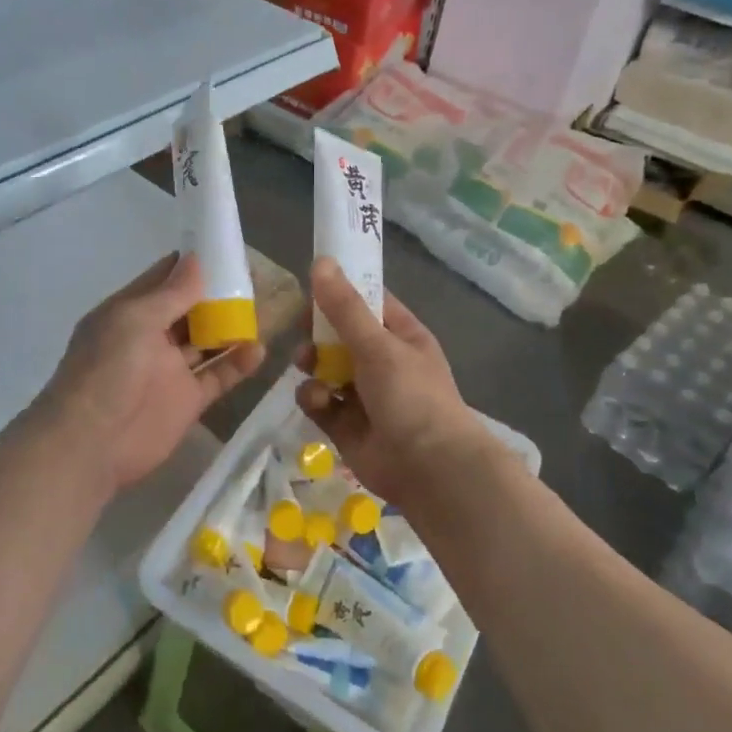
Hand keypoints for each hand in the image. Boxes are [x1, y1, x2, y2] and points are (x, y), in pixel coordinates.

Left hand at [35, 253, 265, 493]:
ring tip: (267, 310)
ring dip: (232, 327)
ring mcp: (170, 370)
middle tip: (257, 279)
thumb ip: (170, 294)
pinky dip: (238, 364)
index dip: (193, 265)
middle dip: (219, 295)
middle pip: (190, 309)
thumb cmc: (107, 371)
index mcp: (130, 312)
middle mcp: (151, 337)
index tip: (227, 250)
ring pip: (207, 341)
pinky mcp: (187, 400)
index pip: (164, 279)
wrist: (91, 445)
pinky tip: (260, 350)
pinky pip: (217, 376)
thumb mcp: (134, 321)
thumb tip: (197, 260)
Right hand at [295, 258, 496, 507]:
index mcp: (400, 335)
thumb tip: (321, 262)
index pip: (367, 302)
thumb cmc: (411, 396)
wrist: (429, 469)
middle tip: (302, 329)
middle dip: (318, 332)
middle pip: (339, 335)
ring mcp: (363, 394)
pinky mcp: (344, 424)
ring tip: (308, 366)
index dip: (340, 291)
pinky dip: (314, 398)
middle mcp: (382, 361)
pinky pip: (320, 401)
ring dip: (313, 364)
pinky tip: (319, 401)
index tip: (310, 285)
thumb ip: (345, 308)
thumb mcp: (378, 345)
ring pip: (325, 368)